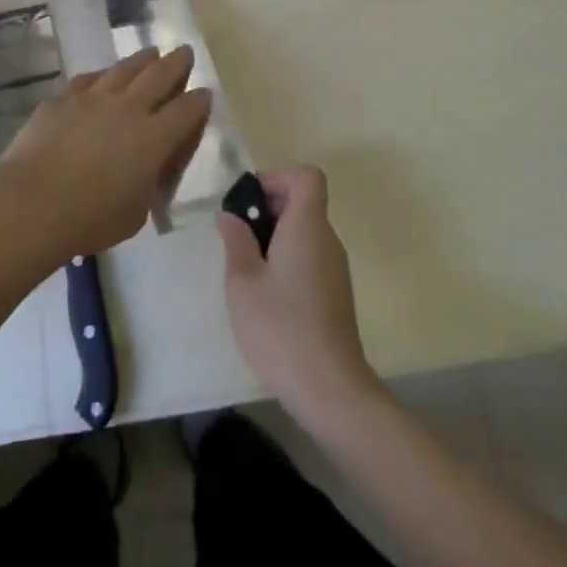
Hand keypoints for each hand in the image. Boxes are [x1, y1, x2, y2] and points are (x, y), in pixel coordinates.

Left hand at [0, 45, 211, 261]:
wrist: (31, 203)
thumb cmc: (89, 219)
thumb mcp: (136, 213)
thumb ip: (149, 184)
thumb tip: (149, 169)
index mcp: (154, 138)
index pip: (187, 110)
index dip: (199, 100)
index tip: (204, 94)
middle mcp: (129, 108)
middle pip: (160, 75)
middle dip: (177, 63)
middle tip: (185, 52)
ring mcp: (94, 97)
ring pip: (125, 68)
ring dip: (143, 59)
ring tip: (151, 53)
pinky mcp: (64, 97)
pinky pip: (89, 78)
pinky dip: (103, 75)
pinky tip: (104, 75)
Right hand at [218, 166, 382, 429]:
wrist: (330, 389)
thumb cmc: (281, 328)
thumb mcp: (243, 282)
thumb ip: (236, 240)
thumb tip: (231, 215)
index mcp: (307, 227)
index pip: (307, 176)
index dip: (277, 177)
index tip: (249, 201)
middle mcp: (327, 240)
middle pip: (304, 202)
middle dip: (268, 208)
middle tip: (237, 235)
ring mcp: (335, 268)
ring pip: (305, 231)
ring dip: (275, 236)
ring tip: (245, 268)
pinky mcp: (336, 293)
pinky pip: (310, 256)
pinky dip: (287, 258)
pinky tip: (266, 294)